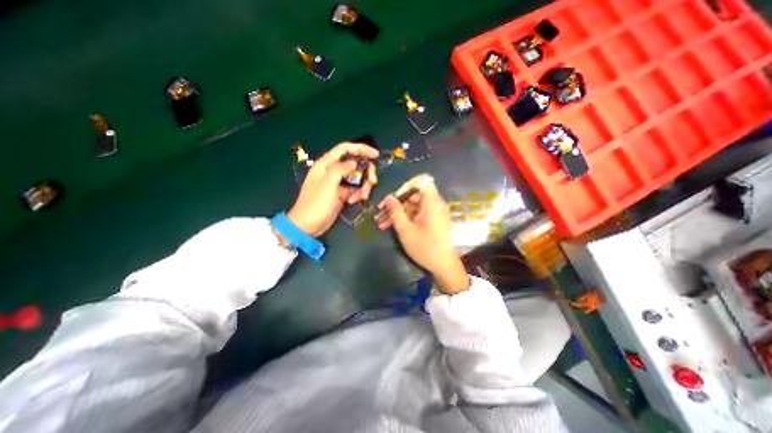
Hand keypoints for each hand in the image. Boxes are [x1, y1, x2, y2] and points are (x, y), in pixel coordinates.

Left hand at [286, 142, 376, 237]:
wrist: (308, 225)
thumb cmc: (316, 204)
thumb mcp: (328, 184)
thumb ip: (340, 169)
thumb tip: (354, 163)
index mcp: (326, 164)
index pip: (345, 149)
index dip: (361, 148)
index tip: (376, 155)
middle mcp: (332, 171)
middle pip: (355, 163)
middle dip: (366, 172)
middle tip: (373, 182)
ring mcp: (338, 183)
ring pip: (357, 177)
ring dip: (363, 186)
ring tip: (362, 197)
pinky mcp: (341, 193)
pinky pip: (355, 189)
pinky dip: (358, 193)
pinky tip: (354, 201)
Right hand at [376, 172, 466, 294]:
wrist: (443, 266)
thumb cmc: (425, 248)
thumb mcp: (406, 230)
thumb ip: (395, 212)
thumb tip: (388, 197)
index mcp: (432, 203)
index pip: (422, 181)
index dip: (406, 185)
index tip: (394, 197)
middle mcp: (434, 204)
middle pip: (414, 194)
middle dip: (396, 202)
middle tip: (381, 212)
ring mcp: (433, 213)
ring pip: (412, 205)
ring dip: (397, 212)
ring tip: (381, 222)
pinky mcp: (431, 220)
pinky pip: (416, 214)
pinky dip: (404, 218)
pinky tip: (389, 226)